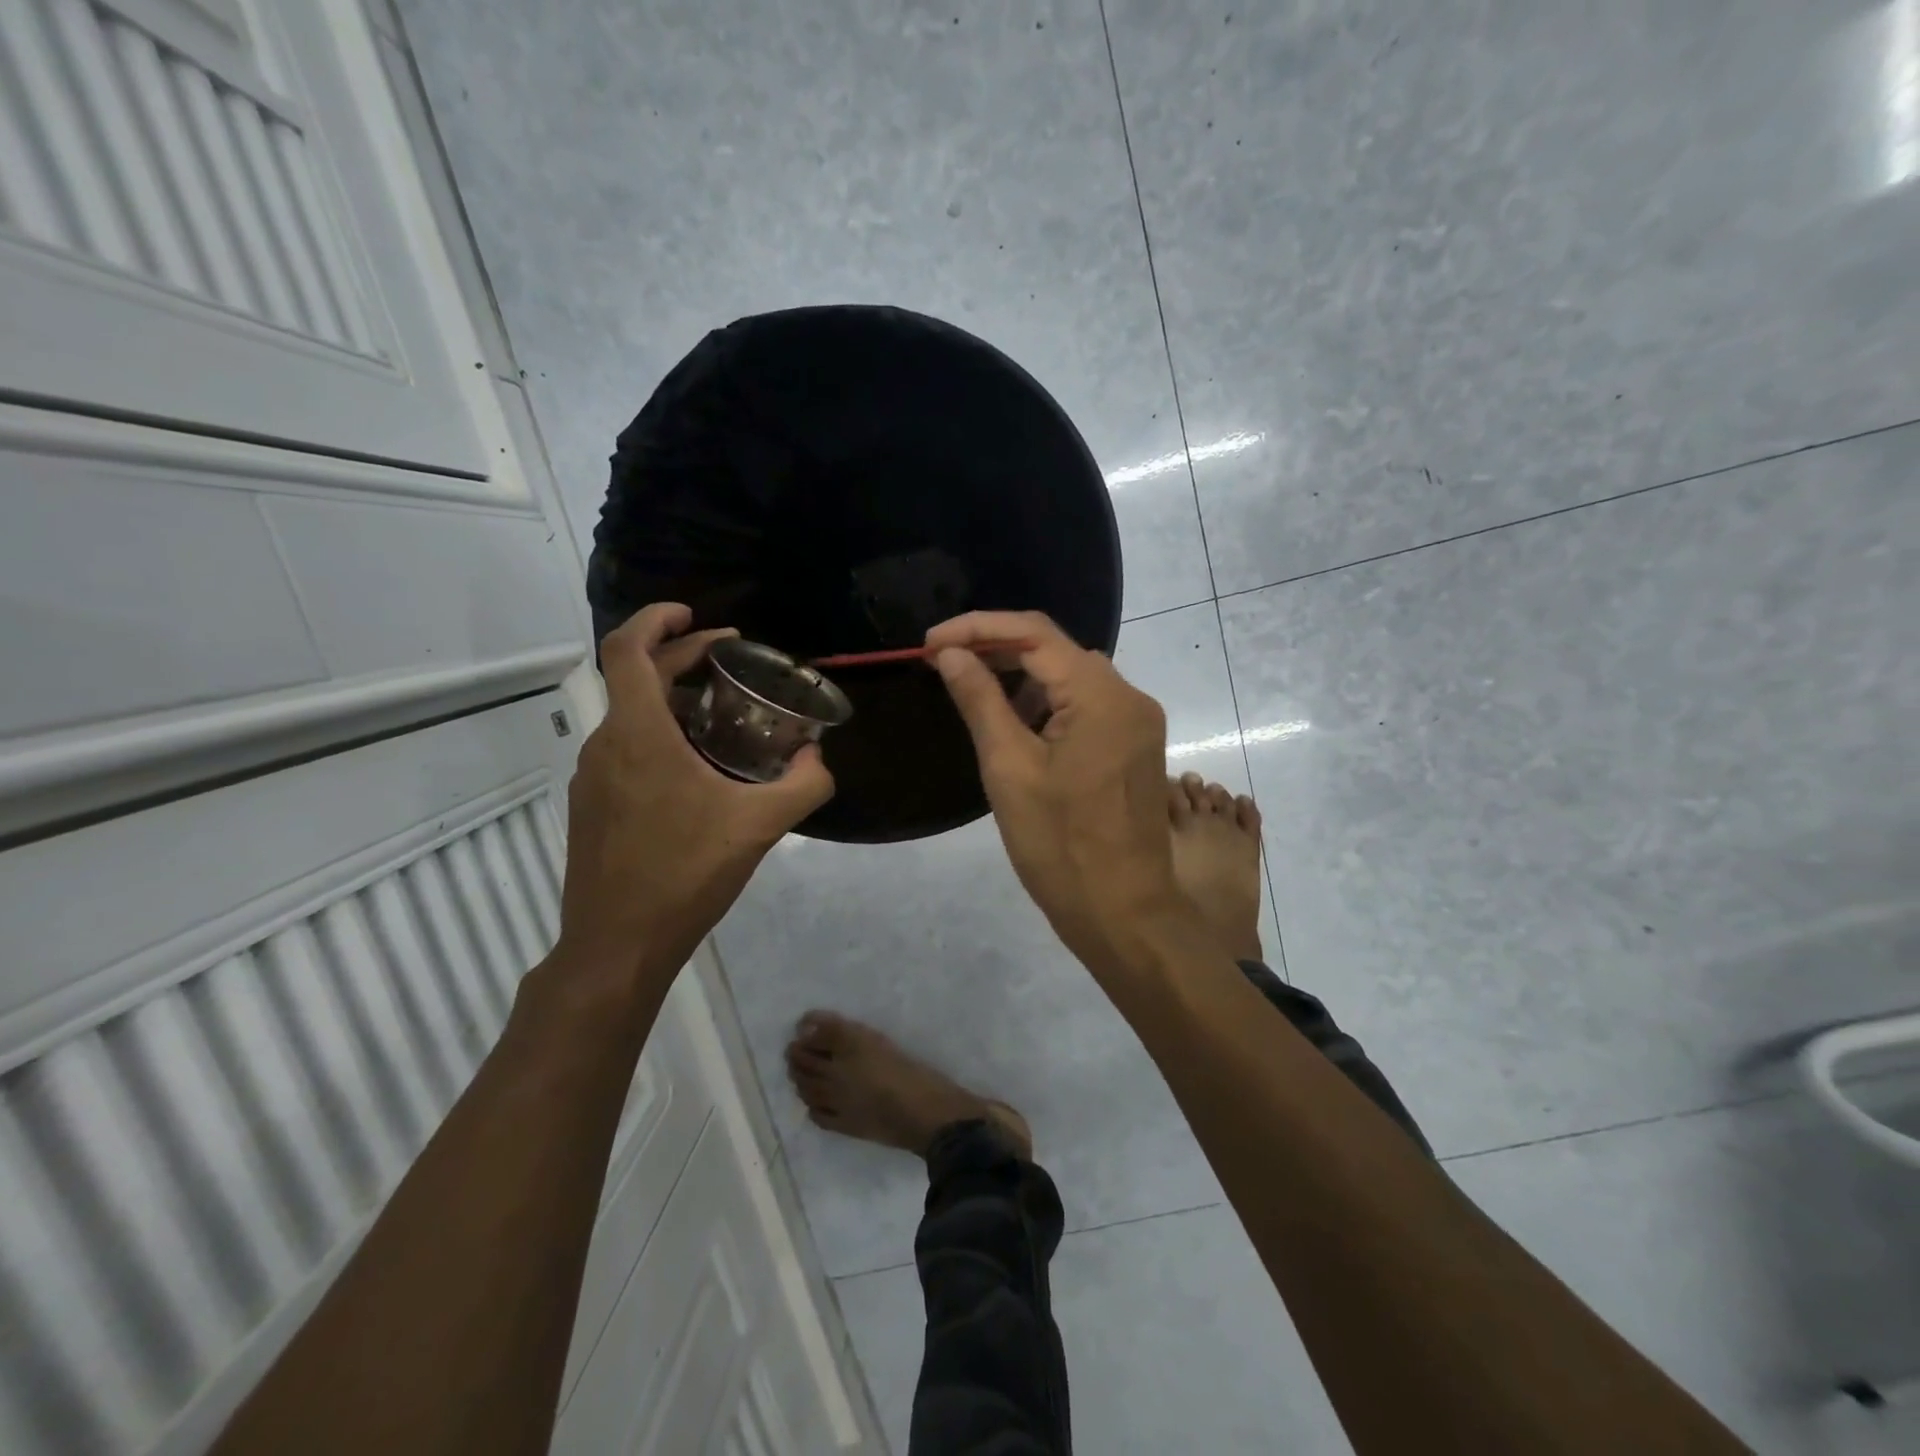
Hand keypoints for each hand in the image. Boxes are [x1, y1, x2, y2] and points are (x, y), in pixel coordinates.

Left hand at [555, 604, 833, 983]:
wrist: (618, 945)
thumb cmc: (685, 874)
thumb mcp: (760, 826)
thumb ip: (803, 785)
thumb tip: (819, 759)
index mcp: (638, 734)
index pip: (628, 650)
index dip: (656, 620)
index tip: (695, 615)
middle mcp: (605, 745)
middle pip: (635, 678)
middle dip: (681, 657)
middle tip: (729, 657)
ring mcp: (592, 778)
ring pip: (629, 717)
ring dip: (670, 700)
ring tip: (720, 712)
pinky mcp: (592, 807)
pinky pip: (624, 751)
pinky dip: (658, 736)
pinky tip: (695, 770)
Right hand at [926, 610, 1186, 972]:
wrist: (1124, 914)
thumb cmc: (1060, 846)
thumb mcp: (1009, 769)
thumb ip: (980, 700)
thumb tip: (951, 654)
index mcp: (1102, 696)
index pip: (1034, 634)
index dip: (978, 628)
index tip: (930, 644)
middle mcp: (1129, 696)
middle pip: (1056, 650)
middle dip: (997, 651)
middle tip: (944, 665)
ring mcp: (1137, 722)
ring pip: (1071, 678)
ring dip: (1021, 679)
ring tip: (973, 696)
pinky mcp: (1134, 747)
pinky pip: (1086, 706)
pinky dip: (1047, 706)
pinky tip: (1015, 726)